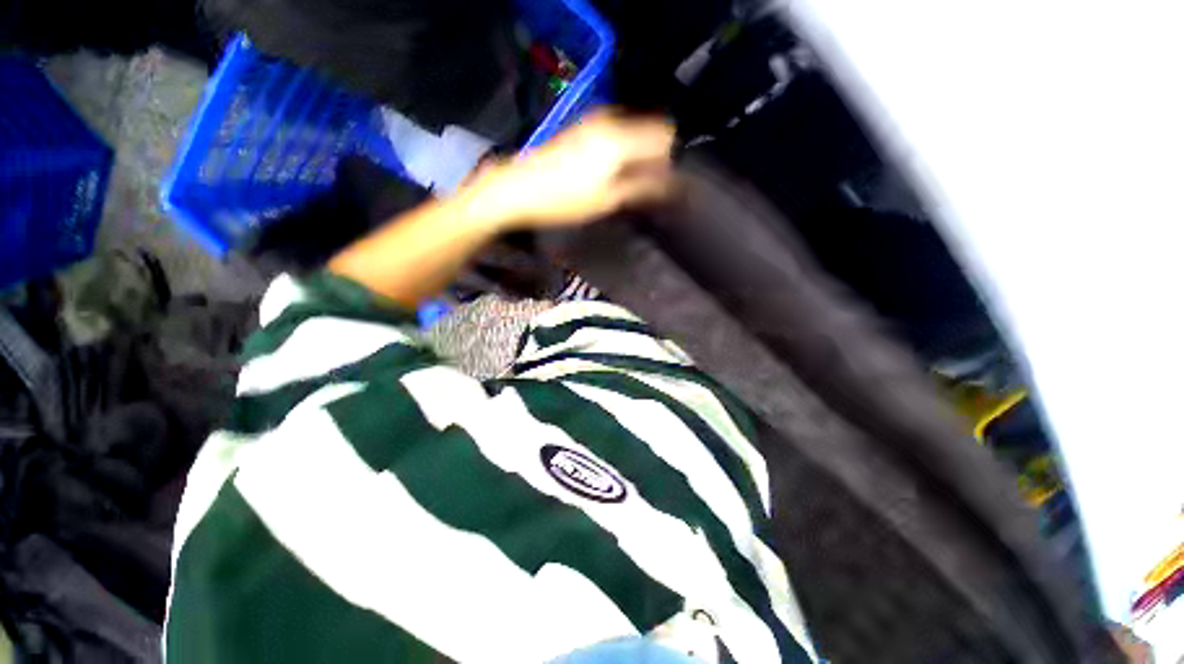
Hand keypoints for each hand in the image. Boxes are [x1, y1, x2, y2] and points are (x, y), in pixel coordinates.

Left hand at [463, 110, 674, 229]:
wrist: (518, 188)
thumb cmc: (564, 200)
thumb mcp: (607, 200)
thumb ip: (642, 188)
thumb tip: (670, 184)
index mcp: (621, 138)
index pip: (665, 135)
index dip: (669, 159)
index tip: (661, 182)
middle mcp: (611, 121)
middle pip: (649, 131)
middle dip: (654, 157)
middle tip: (644, 187)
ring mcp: (593, 121)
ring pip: (632, 132)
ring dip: (636, 155)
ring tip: (625, 183)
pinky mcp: (581, 128)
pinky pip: (615, 133)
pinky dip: (621, 150)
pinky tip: (607, 172)